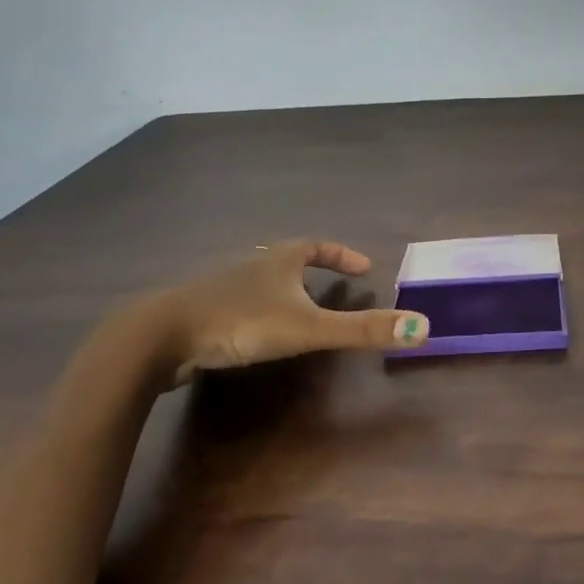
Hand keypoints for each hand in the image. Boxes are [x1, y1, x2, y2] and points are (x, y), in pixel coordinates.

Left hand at [149, 240, 429, 387]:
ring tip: (300, 311)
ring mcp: (222, 288)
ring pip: (261, 282)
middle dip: (313, 270)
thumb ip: (362, 331)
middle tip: (334, 289)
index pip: (317, 246)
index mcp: (278, 261)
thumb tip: (423, 328)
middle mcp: (251, 266)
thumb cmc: (240, 322)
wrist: (160, 337)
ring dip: (284, 291)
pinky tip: (255, 334)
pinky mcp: (202, 313)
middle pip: (287, 260)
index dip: (342, 254)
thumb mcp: (308, 328)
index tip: (364, 267)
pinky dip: (257, 312)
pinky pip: (239, 305)